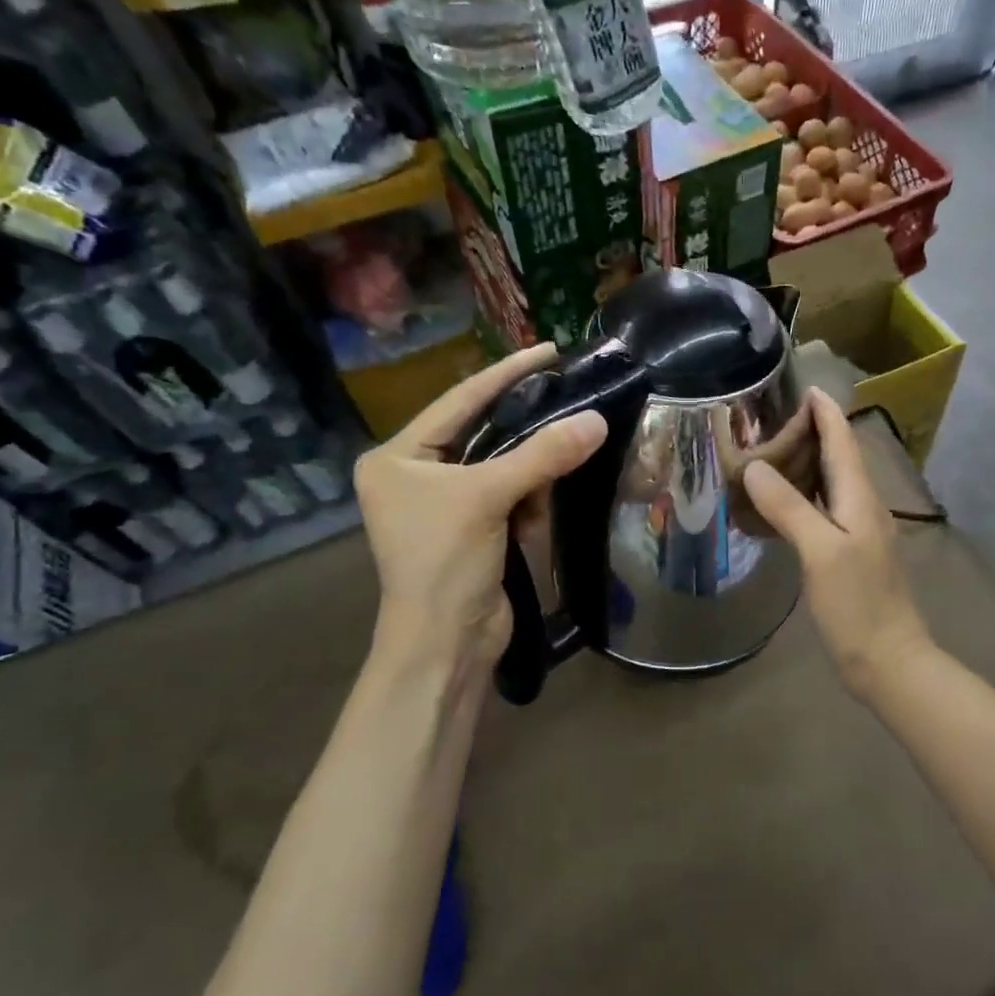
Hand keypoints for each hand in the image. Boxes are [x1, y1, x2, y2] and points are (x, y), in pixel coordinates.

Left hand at [354, 344, 605, 685]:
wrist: (446, 645)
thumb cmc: (445, 563)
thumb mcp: (488, 499)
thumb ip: (542, 456)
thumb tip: (597, 420)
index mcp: (398, 458)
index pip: (459, 401)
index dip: (505, 374)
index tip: (548, 350)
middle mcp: (418, 475)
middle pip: (483, 431)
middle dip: (526, 420)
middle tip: (570, 388)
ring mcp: (448, 504)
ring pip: (504, 464)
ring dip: (534, 464)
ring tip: (567, 441)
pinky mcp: (476, 530)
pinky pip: (512, 495)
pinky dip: (533, 496)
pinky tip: (548, 496)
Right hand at [743, 388, 931, 696]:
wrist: (888, 661)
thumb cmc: (857, 604)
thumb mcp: (820, 552)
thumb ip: (789, 507)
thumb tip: (755, 467)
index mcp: (860, 499)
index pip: (843, 442)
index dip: (826, 414)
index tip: (806, 388)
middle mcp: (863, 508)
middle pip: (839, 459)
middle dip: (813, 434)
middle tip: (772, 422)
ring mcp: (859, 534)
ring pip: (832, 485)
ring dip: (808, 464)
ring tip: (773, 453)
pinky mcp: (850, 556)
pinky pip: (825, 511)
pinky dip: (803, 497)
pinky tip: (782, 506)